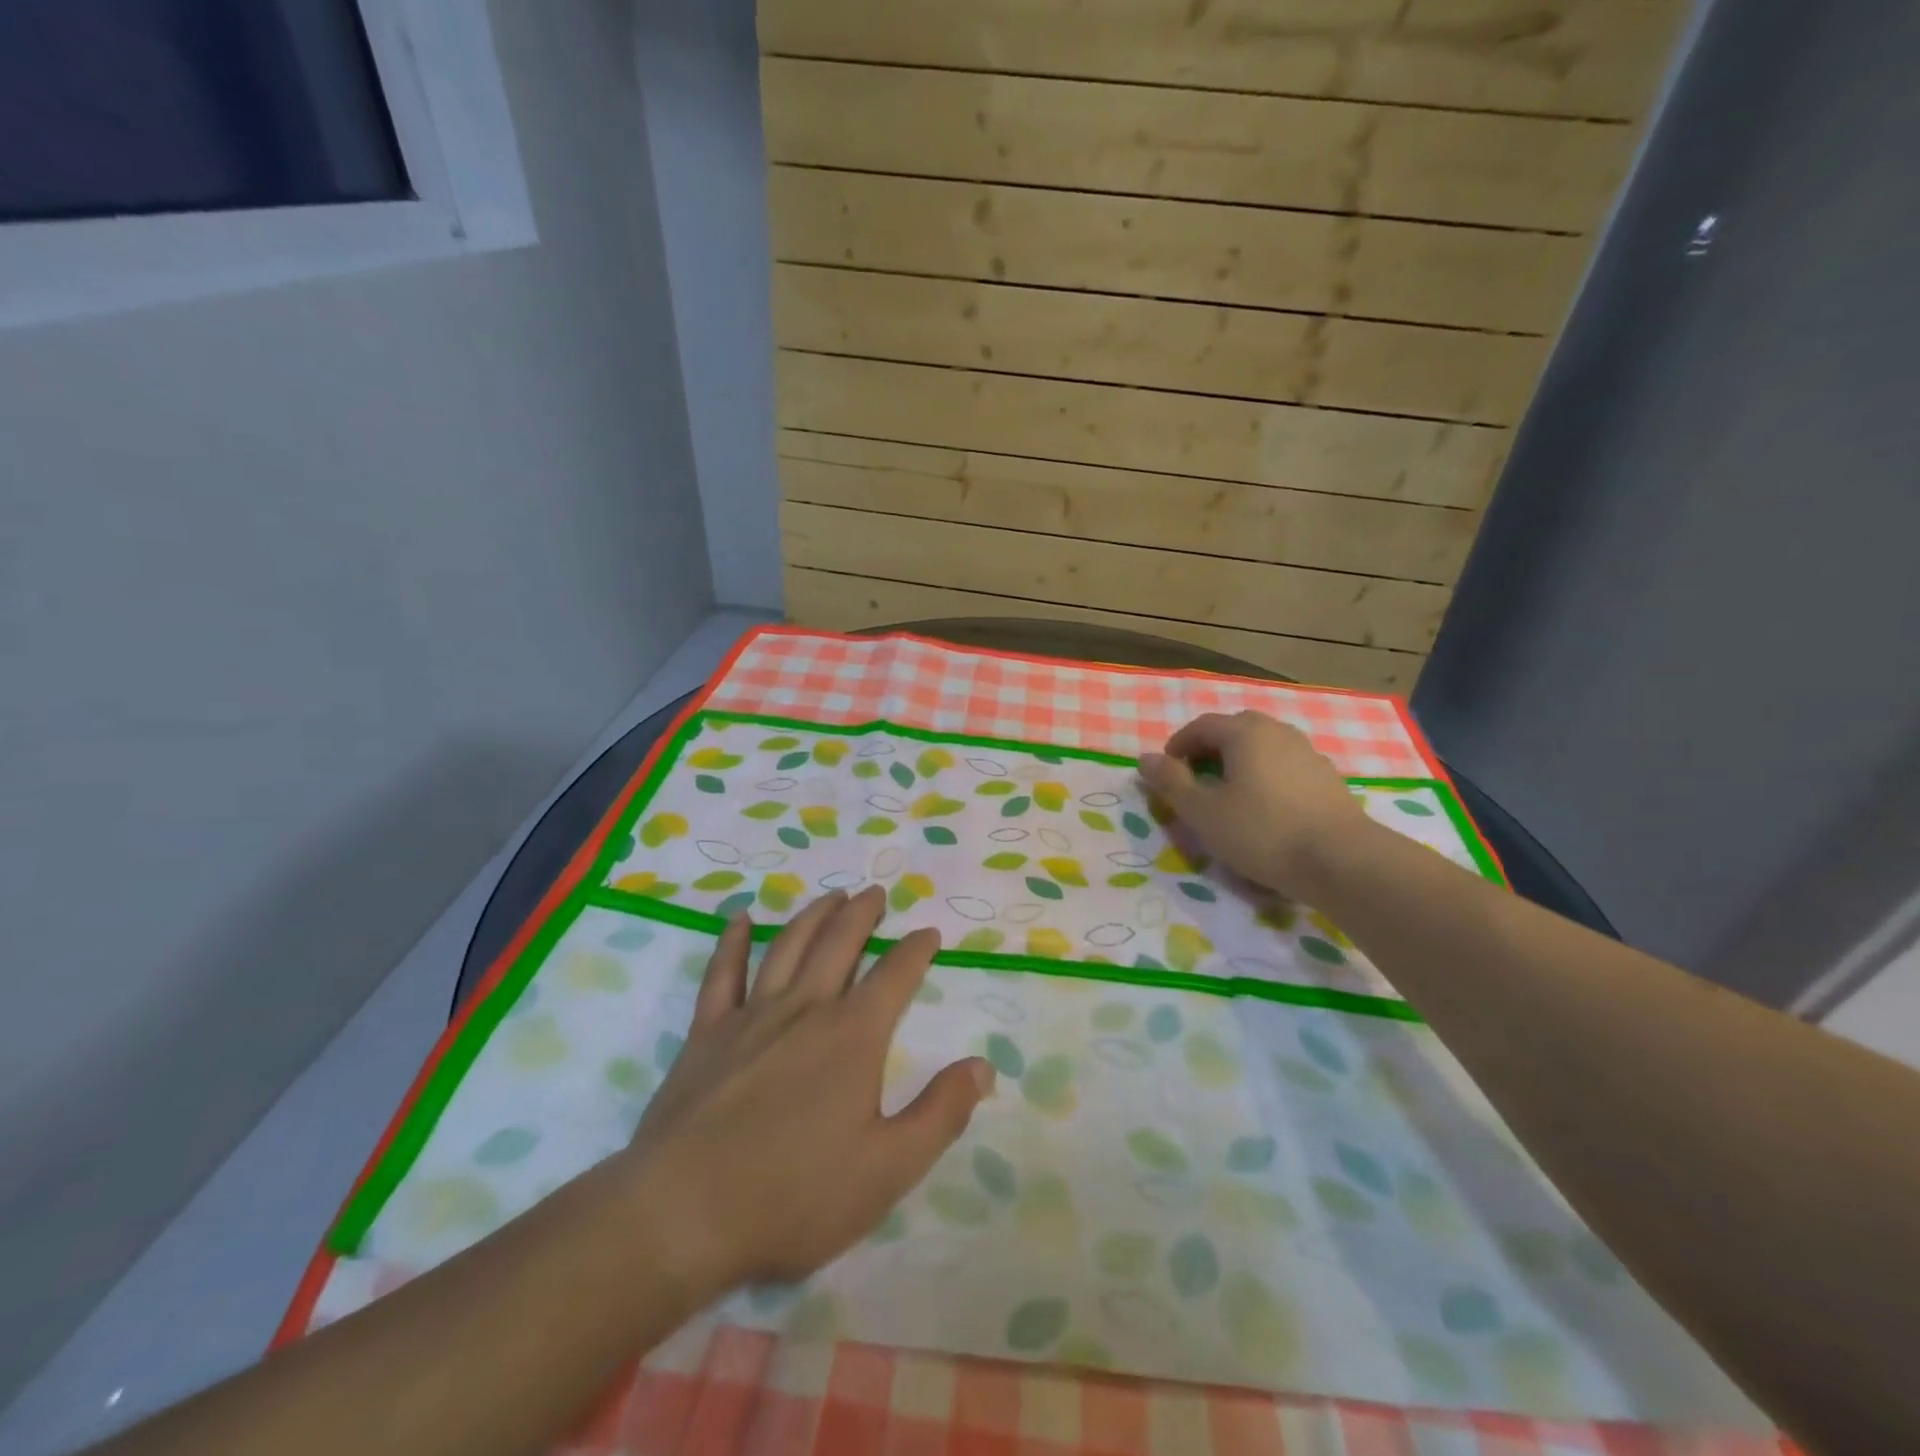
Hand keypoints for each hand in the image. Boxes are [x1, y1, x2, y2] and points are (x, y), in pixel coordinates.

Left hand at [614, 887, 992, 1299]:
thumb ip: (940, 1113)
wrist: (682, 1214)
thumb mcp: (887, 1169)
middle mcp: (805, 1009)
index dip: (916, 949)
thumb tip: (982, 1065)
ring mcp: (752, 1016)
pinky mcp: (707, 1033)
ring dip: (814, 915)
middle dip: (863, 914)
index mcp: (853, 1036)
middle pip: (840, 943)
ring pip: (788, 946)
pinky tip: (740, 919)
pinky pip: (722, 973)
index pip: (895, 975)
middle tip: (876, 893)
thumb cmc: (794, 1195)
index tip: (929, 933)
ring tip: (831, 897)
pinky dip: (733, 941)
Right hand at [1137, 711, 1368, 897]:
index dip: (1177, 747)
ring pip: (1262, 748)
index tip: (1166, 775)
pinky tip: (1266, 810)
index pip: (1201, 726)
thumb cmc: (1261, 831)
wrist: (1341, 861)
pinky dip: (1266, 778)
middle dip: (1209, 751)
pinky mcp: (1327, 778)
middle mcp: (1277, 732)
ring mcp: (1308, 753)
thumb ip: (1171, 782)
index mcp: (1244, 732)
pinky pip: (1285, 767)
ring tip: (1229, 798)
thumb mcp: (1202, 811)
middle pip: (1234, 731)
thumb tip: (1145, 759)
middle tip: (1196, 783)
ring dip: (1240, 764)